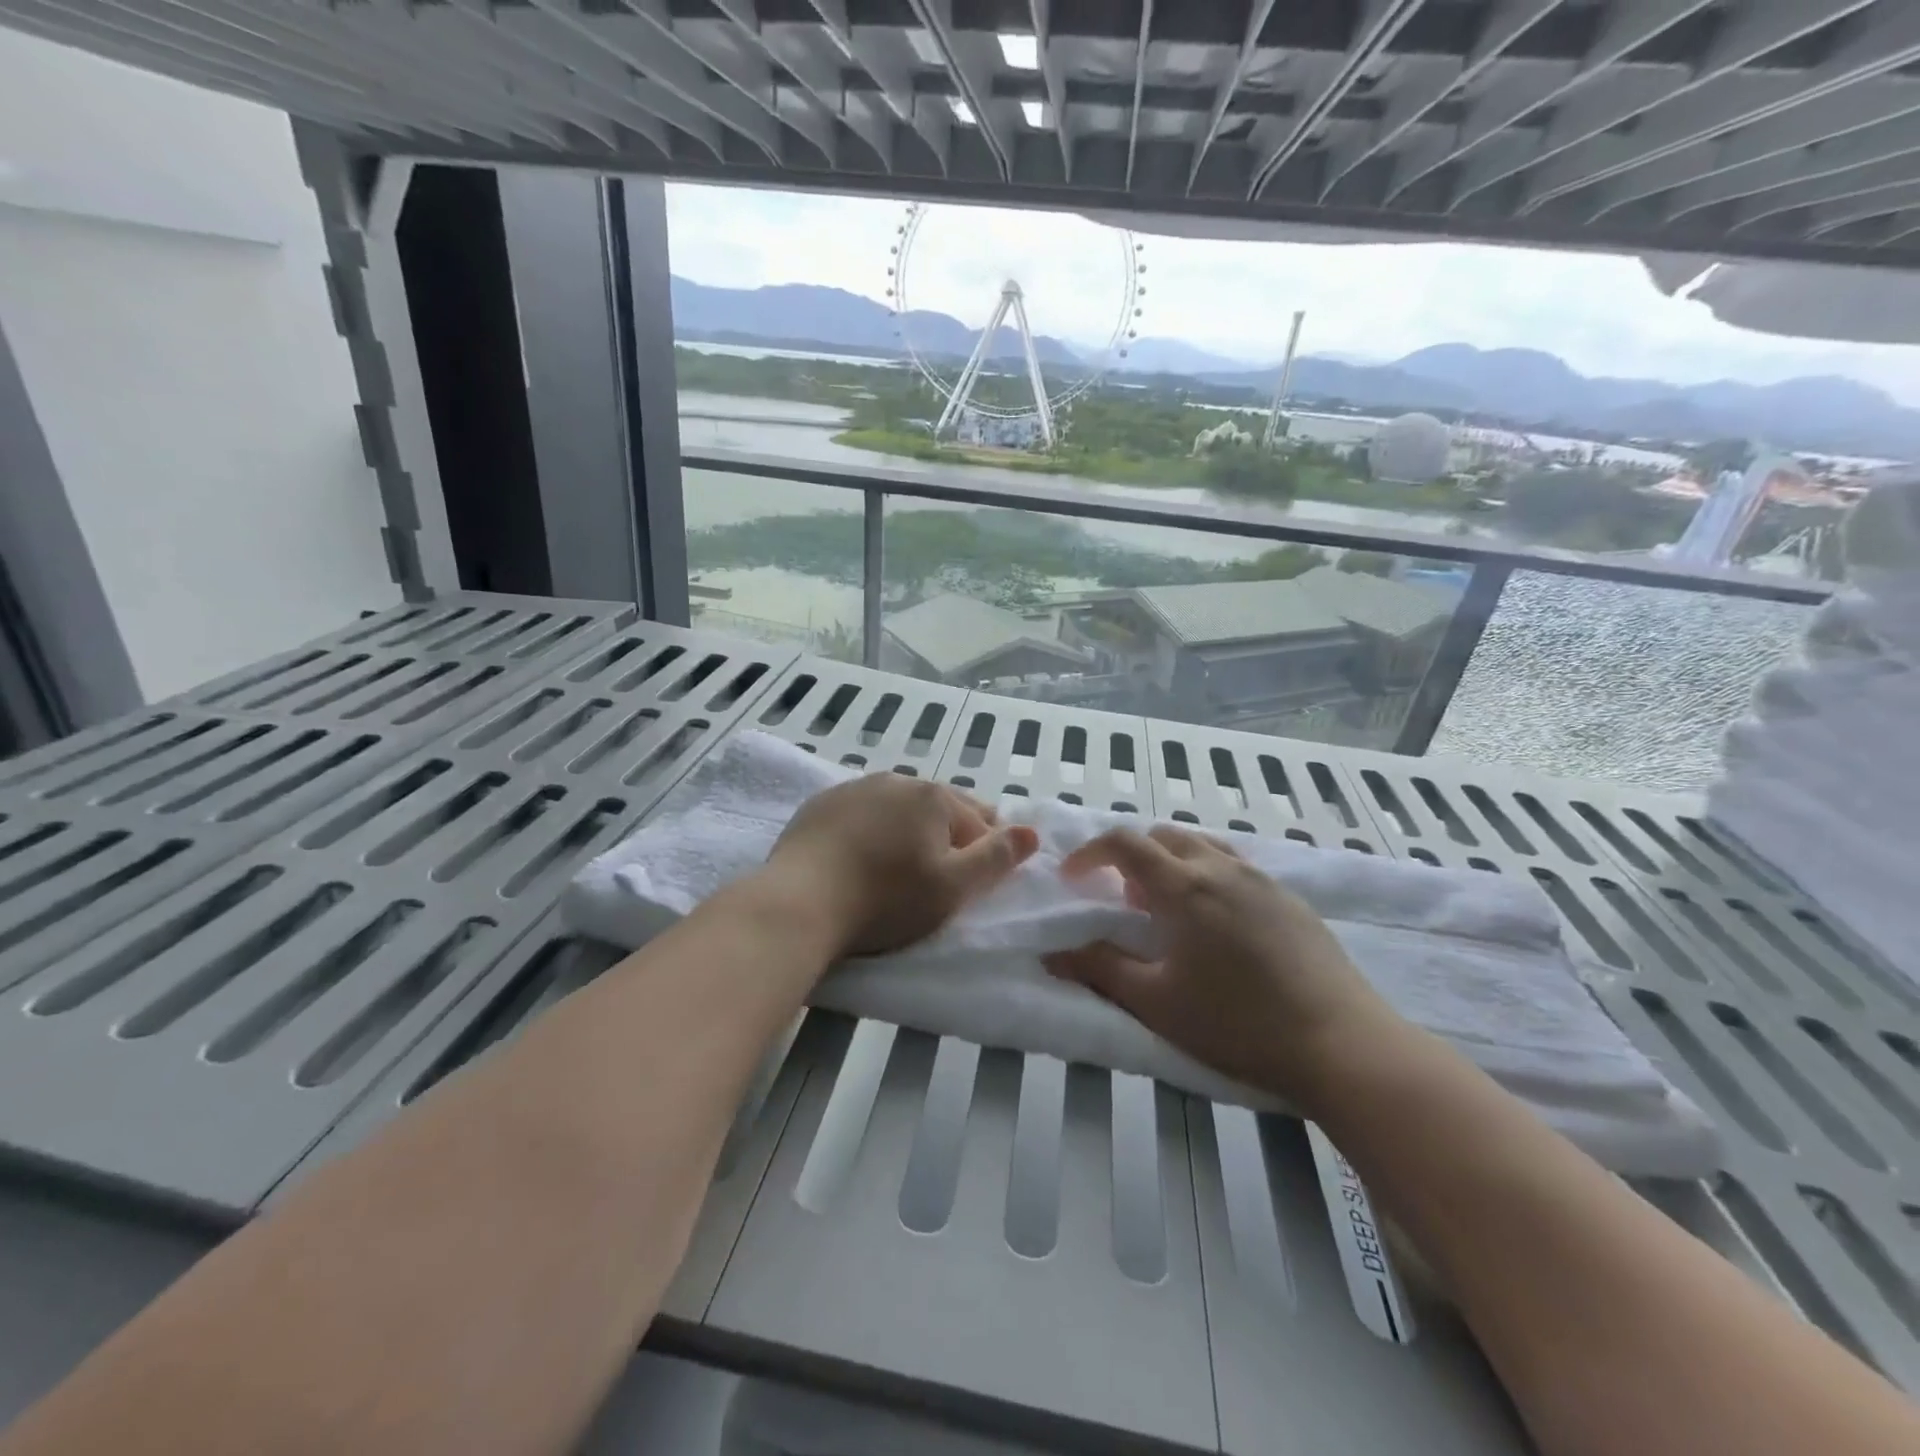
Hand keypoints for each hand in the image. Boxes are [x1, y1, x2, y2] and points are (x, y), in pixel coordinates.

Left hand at [765, 774, 1038, 957]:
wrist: (800, 903)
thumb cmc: (886, 898)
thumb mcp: (953, 887)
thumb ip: (996, 858)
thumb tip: (1032, 832)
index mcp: (933, 796)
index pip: (979, 821)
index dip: (985, 851)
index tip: (975, 882)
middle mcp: (896, 780)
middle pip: (939, 808)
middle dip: (949, 835)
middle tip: (941, 874)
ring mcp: (854, 788)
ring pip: (899, 808)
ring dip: (909, 830)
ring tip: (902, 866)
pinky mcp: (821, 805)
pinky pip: (862, 814)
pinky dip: (872, 830)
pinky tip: (862, 856)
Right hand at [1042, 825, 1408, 1112]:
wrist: (1340, 1043)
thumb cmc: (1237, 1023)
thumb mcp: (1156, 1002)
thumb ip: (1100, 969)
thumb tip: (1052, 953)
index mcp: (1184, 886)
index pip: (1125, 843)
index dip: (1091, 852)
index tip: (1073, 878)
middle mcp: (1221, 868)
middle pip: (1164, 836)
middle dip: (1132, 856)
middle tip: (1124, 900)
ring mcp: (1261, 880)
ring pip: (1204, 846)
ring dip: (1172, 863)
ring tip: (1169, 910)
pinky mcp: (1290, 899)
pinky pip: (1235, 867)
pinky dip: (1208, 875)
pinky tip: (1217, 925)